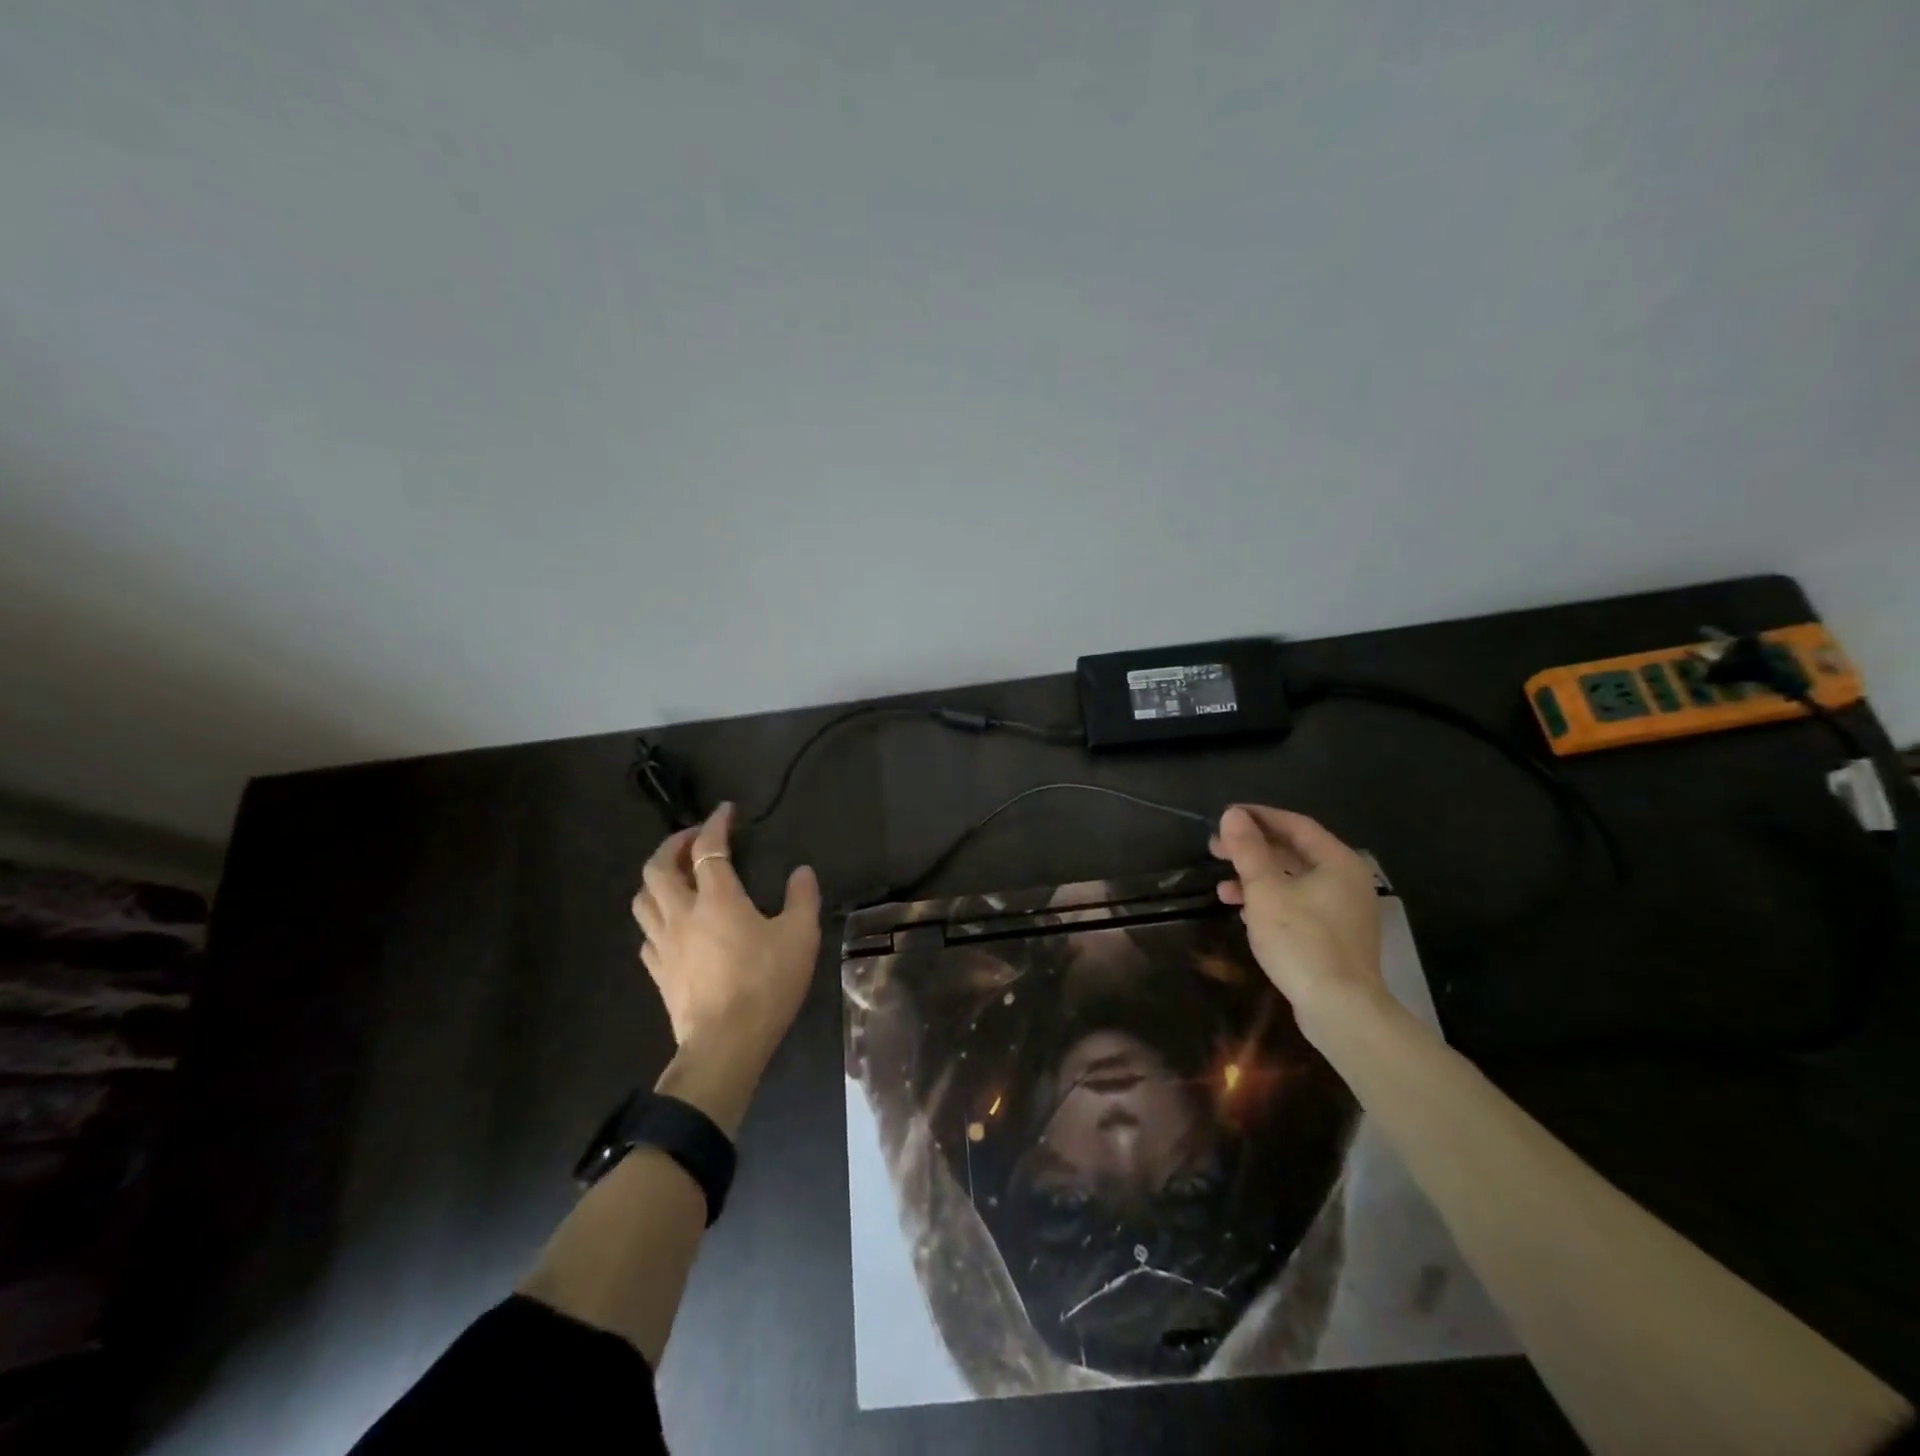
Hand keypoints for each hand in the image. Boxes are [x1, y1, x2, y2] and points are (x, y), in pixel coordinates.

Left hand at [631, 803, 821, 1065]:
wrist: (726, 1044)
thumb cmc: (766, 984)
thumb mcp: (800, 936)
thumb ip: (802, 898)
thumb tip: (801, 872)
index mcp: (717, 898)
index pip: (708, 848)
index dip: (715, 823)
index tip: (725, 810)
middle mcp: (682, 913)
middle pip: (658, 866)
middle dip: (672, 844)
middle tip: (691, 839)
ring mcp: (663, 943)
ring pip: (643, 898)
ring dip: (655, 877)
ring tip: (674, 875)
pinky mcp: (657, 971)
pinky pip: (646, 933)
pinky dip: (655, 916)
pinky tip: (670, 923)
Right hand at [1210, 804, 1385, 1031]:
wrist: (1340, 1008)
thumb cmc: (1301, 939)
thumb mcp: (1265, 889)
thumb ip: (1248, 849)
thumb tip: (1233, 815)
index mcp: (1337, 861)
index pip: (1295, 824)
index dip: (1258, 817)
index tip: (1225, 816)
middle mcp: (1347, 880)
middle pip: (1294, 852)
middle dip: (1252, 850)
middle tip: (1216, 849)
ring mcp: (1345, 911)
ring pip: (1294, 881)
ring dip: (1256, 879)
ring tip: (1222, 888)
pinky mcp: (1337, 937)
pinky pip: (1300, 905)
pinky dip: (1271, 902)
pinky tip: (1245, 913)